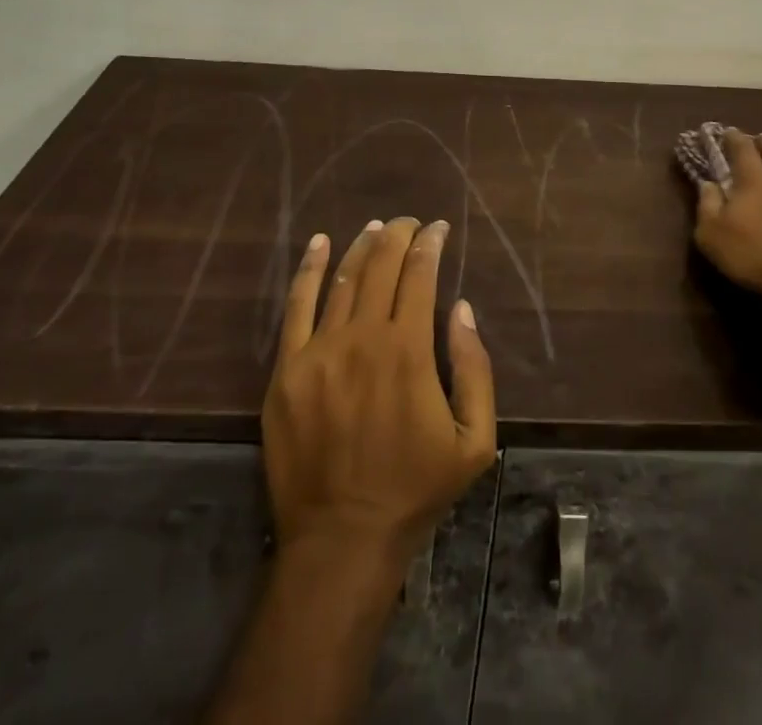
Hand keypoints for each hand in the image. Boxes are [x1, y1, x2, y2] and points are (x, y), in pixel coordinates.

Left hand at [262, 218, 496, 570]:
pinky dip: (309, 269)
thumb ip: (474, 368)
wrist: (341, 539)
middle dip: (399, 235)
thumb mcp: (473, 440)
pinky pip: (296, 306)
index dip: (430, 244)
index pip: (419, 275)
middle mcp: (362, 338)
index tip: (439, 228)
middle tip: (410, 222)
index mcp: (408, 351)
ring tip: (376, 227)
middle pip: (381, 266)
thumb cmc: (414, 489)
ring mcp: (319, 351)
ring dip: (362, 246)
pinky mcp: (286, 369)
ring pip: (343, 278)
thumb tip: (462, 308)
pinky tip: (320, 243)